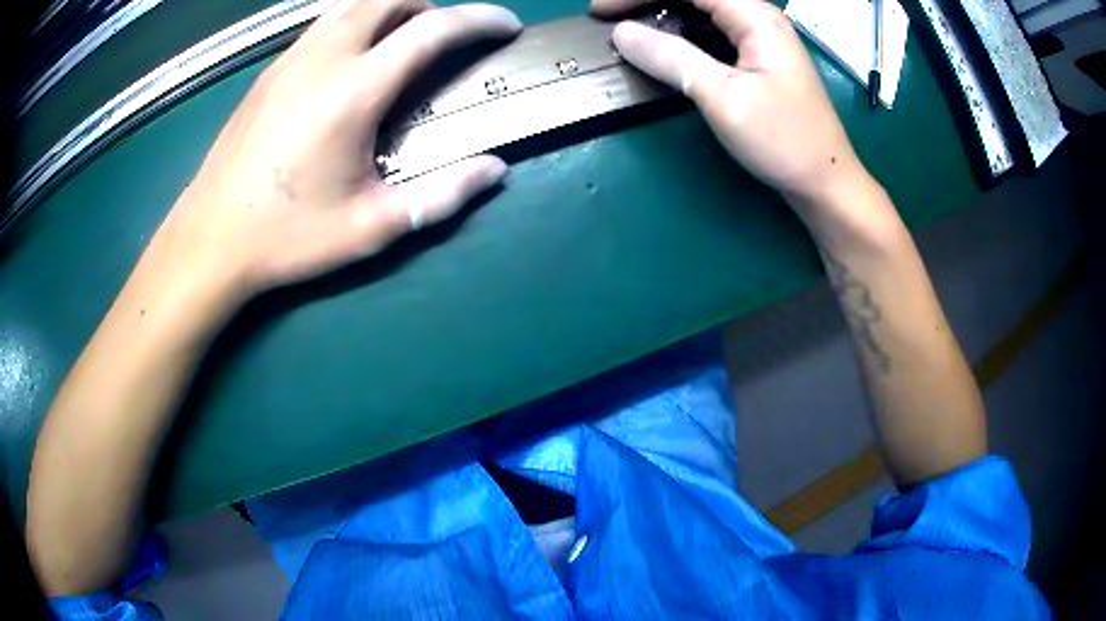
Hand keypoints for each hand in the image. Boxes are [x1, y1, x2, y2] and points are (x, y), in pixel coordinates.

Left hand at [142, 0, 521, 306]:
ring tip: (402, 38)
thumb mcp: (371, 228)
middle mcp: (323, 58)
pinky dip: (352, 22)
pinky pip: (321, 23)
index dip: (479, 19)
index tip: (505, 26)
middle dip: (430, 5)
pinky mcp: (269, 72)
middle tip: (445, 35)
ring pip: (350, 3)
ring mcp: (290, 59)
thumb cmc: (287, 236)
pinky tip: (351, 57)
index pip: (433, 30)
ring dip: (388, 7)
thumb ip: (440, 196)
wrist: (210, 239)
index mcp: (354, 91)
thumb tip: (495, 171)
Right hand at [593, 0, 867, 206]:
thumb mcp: (722, 98)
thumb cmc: (782, 140)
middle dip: (649, 1)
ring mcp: (761, 38)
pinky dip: (684, 35)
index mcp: (755, 16)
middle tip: (609, 17)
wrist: (825, 182)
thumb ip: (671, 58)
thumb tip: (622, 33)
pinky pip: (713, 32)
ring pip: (703, 11)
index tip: (601, 11)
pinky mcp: (759, 58)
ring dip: (664, 15)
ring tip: (630, 31)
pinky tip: (666, 49)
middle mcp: (759, 18)